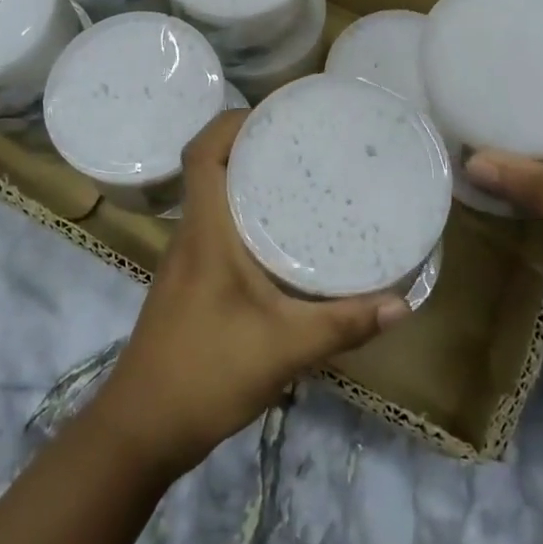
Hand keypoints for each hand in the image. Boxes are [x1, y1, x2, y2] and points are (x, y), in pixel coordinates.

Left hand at [95, 110, 409, 476]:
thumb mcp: (283, 349)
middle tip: (304, 140)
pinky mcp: (191, 282)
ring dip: (247, 178)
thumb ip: (342, 325)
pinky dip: (245, 214)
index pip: (202, 152)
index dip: (233, 122)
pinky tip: (282, 237)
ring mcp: (187, 259)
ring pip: (214, 197)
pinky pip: (218, 227)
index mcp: (205, 231)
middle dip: (252, 143)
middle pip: (211, 166)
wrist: (141, 429)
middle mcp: (192, 234)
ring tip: (301, 176)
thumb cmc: (205, 374)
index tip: (276, 114)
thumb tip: (401, 304)